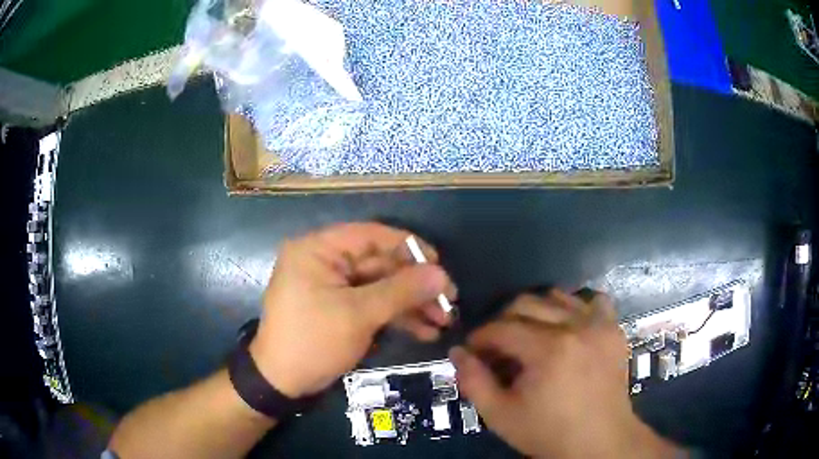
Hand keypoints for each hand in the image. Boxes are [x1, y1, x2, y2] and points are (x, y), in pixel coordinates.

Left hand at [249, 223, 455, 397]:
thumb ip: (401, 291)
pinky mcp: (340, 308)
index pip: (371, 235)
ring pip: (380, 287)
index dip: (409, 247)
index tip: (439, 264)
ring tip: (444, 321)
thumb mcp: (358, 315)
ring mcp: (333, 287)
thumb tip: (441, 274)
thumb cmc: (313, 341)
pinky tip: (425, 332)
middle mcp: (325, 261)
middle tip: (450, 301)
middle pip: (380, 264)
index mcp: (318, 249)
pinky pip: (372, 305)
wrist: (281, 383)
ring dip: (412, 304)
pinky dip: (397, 317)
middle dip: (416, 285)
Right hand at [450, 290, 682, 458]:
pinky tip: (569, 328)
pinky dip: (576, 307)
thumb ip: (473, 381)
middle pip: (526, 303)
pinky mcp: (615, 329)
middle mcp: (576, 326)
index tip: (473, 351)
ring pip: (557, 297)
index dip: (480, 337)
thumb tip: (458, 351)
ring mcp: (600, 325)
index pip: (501, 327)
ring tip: (531, 338)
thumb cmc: (548, 432)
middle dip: (503, 322)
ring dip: (536, 312)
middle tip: (498, 347)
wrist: (600, 441)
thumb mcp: (500, 415)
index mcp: (548, 349)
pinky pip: (593, 301)